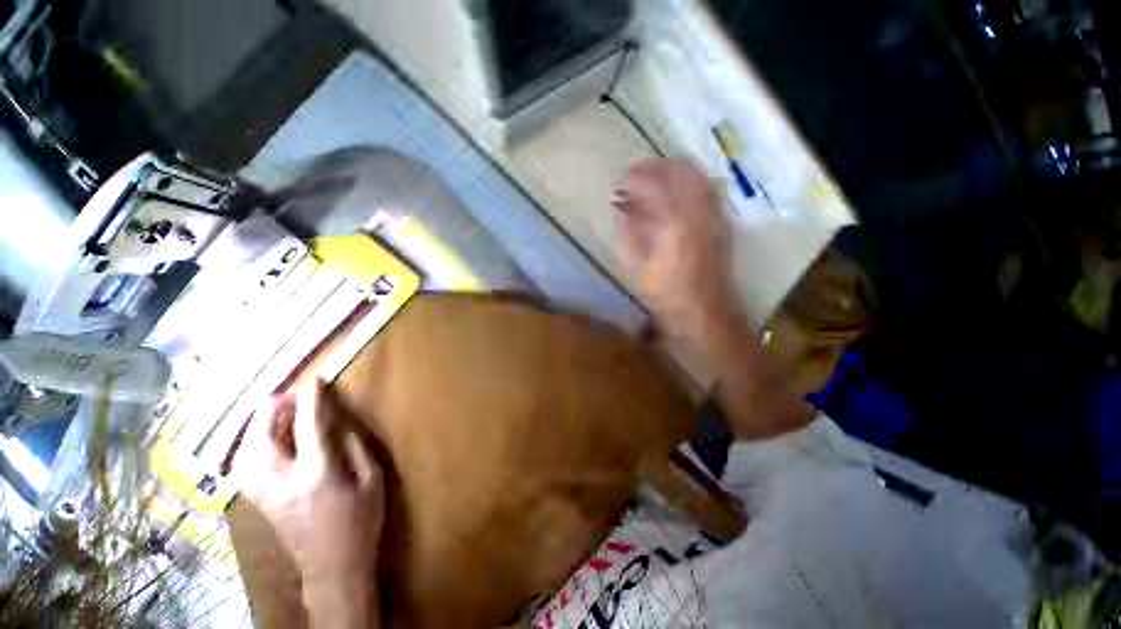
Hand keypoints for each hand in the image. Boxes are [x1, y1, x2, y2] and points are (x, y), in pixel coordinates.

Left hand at [235, 379, 383, 625]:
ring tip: (279, 414)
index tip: (315, 381)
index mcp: (318, 476)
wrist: (333, 569)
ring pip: (245, 451)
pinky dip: (251, 444)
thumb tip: (339, 423)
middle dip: (272, 411)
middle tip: (291, 397)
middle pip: (261, 439)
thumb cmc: (361, 522)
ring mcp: (264, 495)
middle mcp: (282, 484)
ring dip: (259, 426)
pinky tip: (266, 440)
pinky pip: (244, 465)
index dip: (311, 401)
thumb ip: (356, 448)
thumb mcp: (373, 481)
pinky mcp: (259, 503)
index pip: (309, 428)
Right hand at [613, 159, 743, 343]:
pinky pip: (708, 193)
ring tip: (656, 172)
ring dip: (676, 171)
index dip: (637, 178)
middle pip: (682, 174)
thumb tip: (624, 213)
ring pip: (698, 179)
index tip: (621, 176)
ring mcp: (715, 219)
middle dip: (657, 166)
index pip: (655, 187)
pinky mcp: (722, 228)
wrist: (707, 317)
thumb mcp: (642, 270)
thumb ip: (632, 236)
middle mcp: (700, 215)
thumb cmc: (668, 298)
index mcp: (675, 226)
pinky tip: (678, 190)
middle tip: (637, 168)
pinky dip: (691, 184)